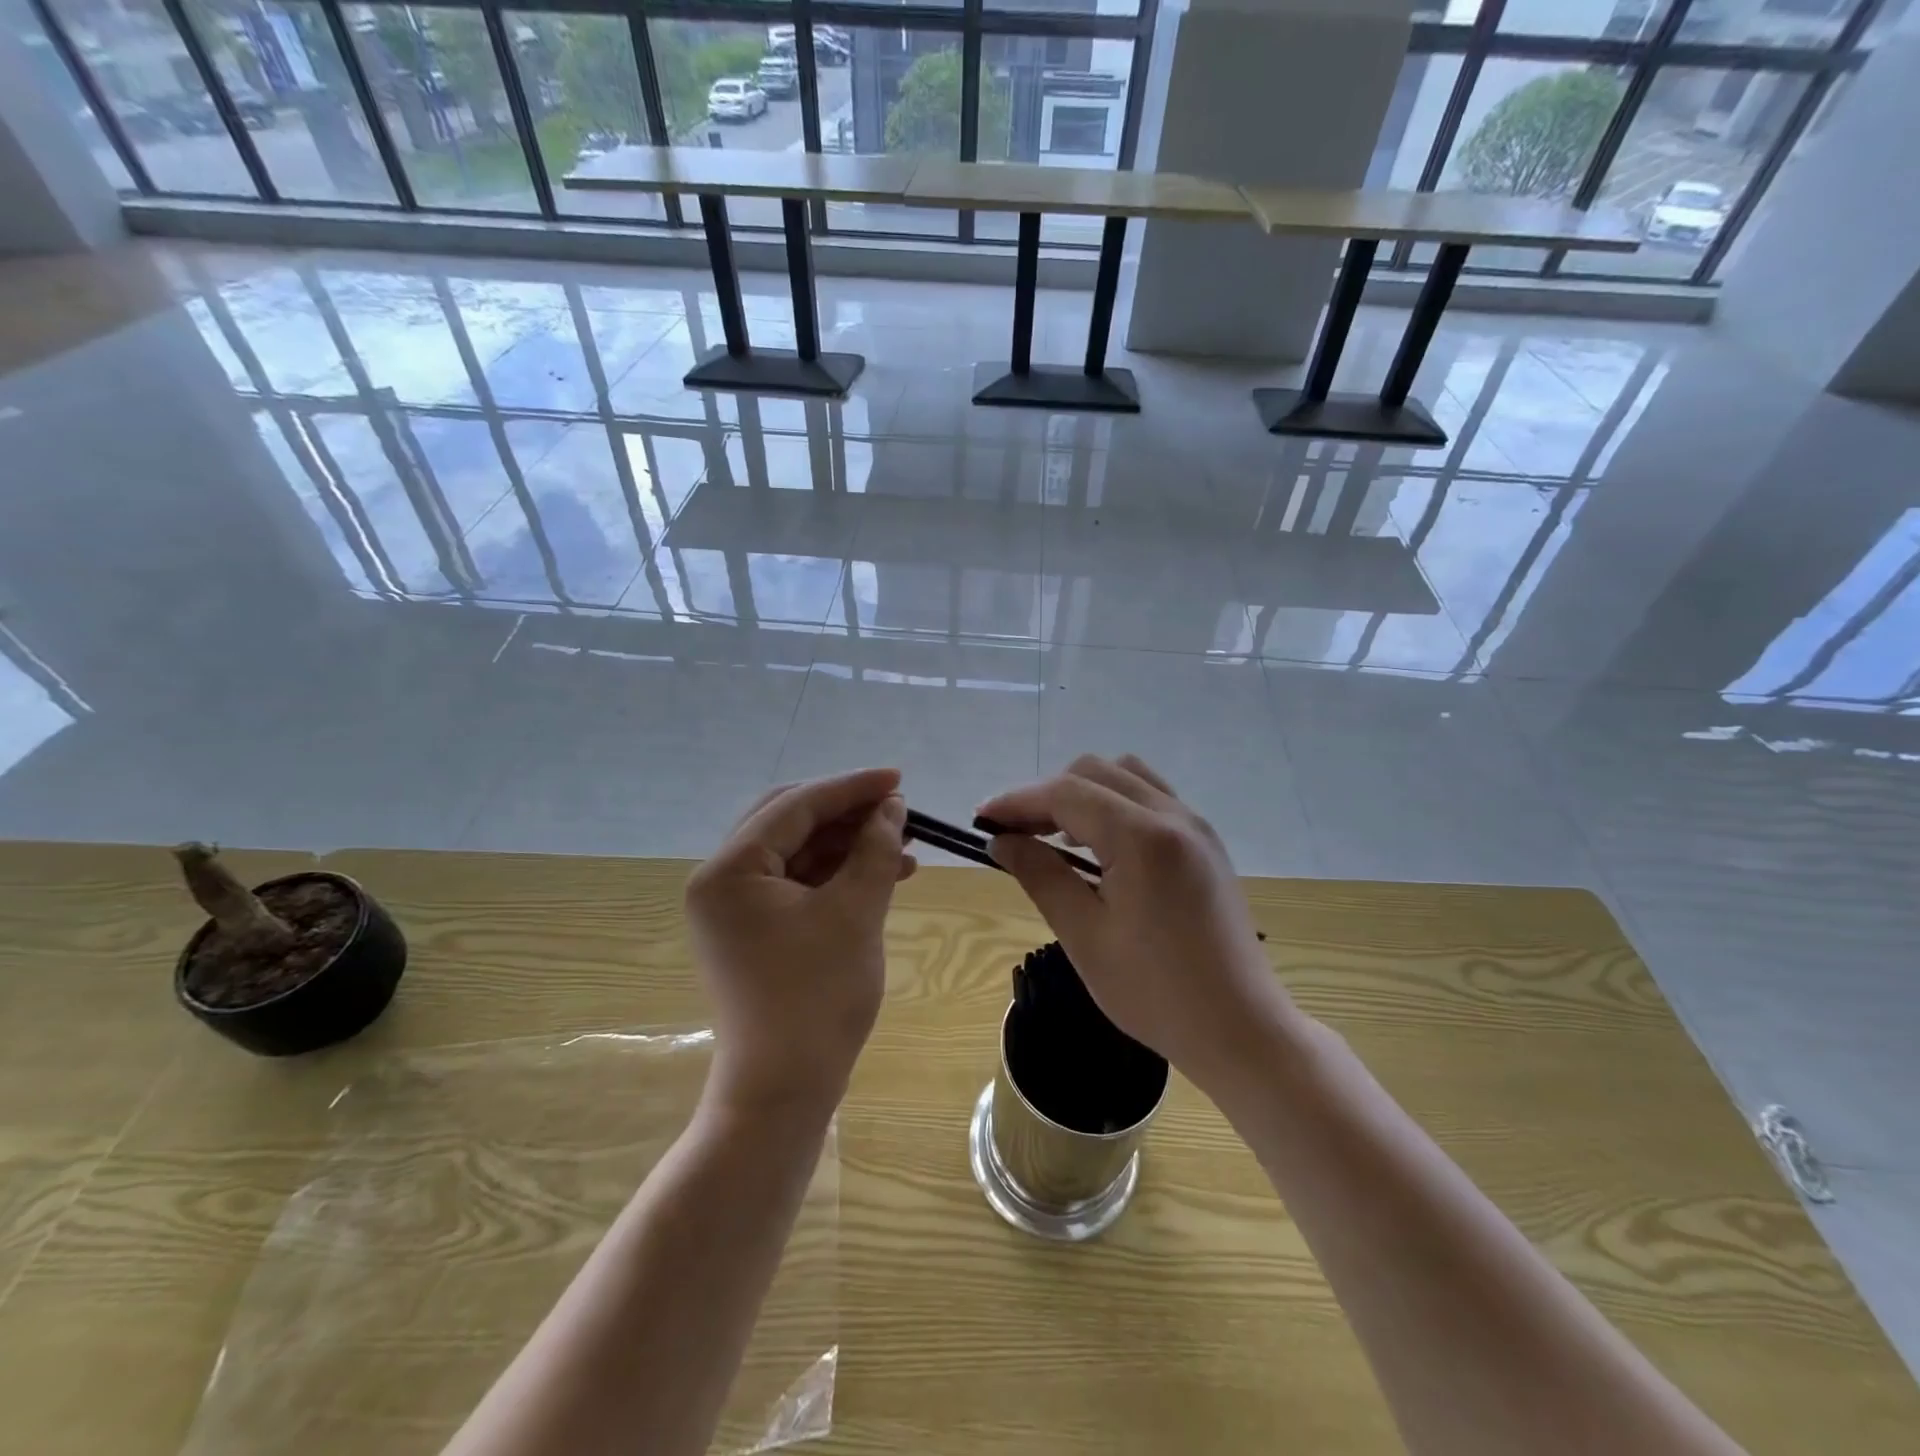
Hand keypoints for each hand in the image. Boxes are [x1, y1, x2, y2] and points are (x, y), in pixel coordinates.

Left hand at [686, 769, 912, 1117]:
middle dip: (846, 812)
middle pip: (789, 821)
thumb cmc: (817, 998)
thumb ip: (874, 849)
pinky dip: (836, 874)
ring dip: (847, 844)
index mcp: (730, 870)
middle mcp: (720, 880)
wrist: (785, 1090)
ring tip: (902, 847)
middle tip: (896, 809)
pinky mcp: (752, 928)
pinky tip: (884, 875)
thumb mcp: (855, 913)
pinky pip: (797, 883)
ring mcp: (734, 906)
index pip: (795, 806)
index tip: (898, 778)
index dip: (851, 788)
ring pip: (797, 851)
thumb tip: (893, 807)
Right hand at [978, 755, 1300, 1098]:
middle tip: (1016, 833)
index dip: (1018, 800)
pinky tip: (1099, 845)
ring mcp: (1196, 826)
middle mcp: (1173, 816)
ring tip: (1056, 836)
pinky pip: (1151, 798)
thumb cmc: (1155, 992)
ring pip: (1126, 777)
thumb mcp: (1084, 936)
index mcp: (1143, 837)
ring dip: (1083, 793)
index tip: (982, 820)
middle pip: (1095, 772)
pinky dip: (1114, 804)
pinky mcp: (1205, 843)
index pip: (1067, 793)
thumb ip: (1041, 875)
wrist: (1240, 1028)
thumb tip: (1002, 841)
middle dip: (1047, 794)